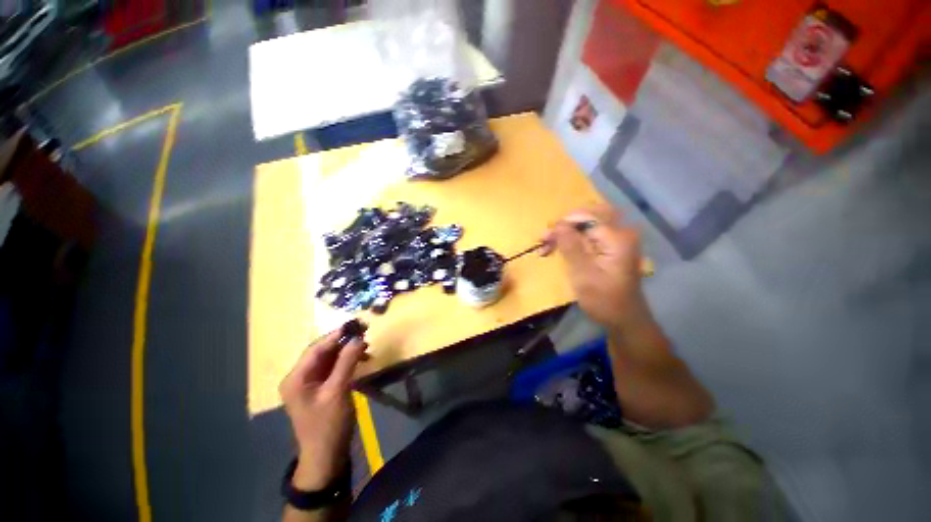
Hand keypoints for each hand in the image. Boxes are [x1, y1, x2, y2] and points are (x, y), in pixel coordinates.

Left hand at [279, 322, 367, 489]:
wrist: (326, 456)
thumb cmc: (328, 424)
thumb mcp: (338, 391)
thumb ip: (347, 362)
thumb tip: (358, 337)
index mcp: (296, 378)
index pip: (316, 348)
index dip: (337, 335)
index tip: (357, 324)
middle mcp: (300, 377)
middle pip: (323, 351)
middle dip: (344, 341)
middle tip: (365, 331)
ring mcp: (311, 383)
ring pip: (330, 358)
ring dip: (348, 351)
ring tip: (367, 347)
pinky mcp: (321, 388)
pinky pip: (334, 368)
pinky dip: (348, 362)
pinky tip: (362, 360)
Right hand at [543, 207, 646, 330]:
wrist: (625, 319)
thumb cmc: (604, 301)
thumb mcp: (583, 276)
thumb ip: (571, 247)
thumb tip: (558, 225)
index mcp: (616, 238)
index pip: (585, 217)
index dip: (562, 225)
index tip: (543, 239)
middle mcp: (621, 232)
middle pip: (588, 215)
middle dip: (564, 225)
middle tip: (547, 239)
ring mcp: (619, 238)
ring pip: (589, 222)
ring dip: (568, 231)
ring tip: (549, 245)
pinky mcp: (614, 246)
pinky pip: (592, 232)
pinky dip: (575, 237)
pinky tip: (562, 247)